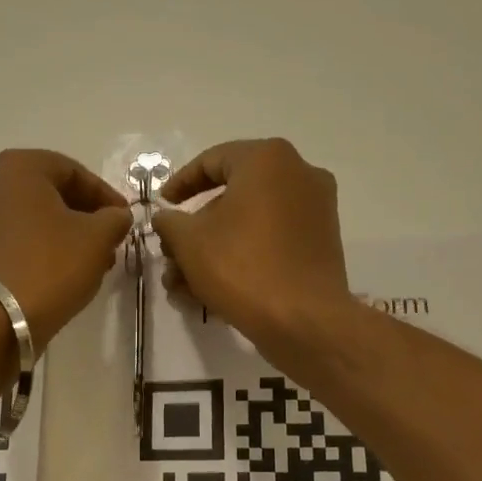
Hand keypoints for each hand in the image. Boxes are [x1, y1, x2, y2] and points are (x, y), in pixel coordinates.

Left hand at [0, 149, 132, 349]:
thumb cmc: (50, 266)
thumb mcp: (97, 239)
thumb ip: (114, 219)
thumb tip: (116, 216)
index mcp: (16, 167)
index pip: (72, 171)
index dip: (105, 195)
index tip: (124, 219)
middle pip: (46, 193)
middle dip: (81, 216)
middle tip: (107, 242)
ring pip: (26, 218)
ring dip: (58, 234)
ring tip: (84, 262)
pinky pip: (7, 240)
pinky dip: (33, 249)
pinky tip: (54, 273)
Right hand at [152, 138, 352, 354]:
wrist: (303, 320)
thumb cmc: (242, 267)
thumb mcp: (189, 242)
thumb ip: (169, 222)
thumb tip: (166, 219)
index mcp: (268, 160)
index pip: (212, 160)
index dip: (179, 183)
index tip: (161, 207)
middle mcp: (299, 175)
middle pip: (232, 196)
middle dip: (195, 230)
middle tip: (170, 254)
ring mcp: (315, 211)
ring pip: (249, 224)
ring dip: (212, 250)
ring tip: (183, 284)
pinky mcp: (320, 245)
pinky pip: (271, 242)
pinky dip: (241, 258)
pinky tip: (212, 291)